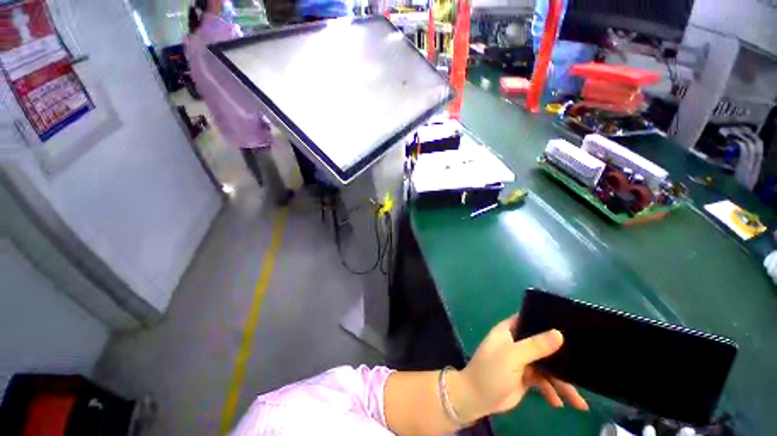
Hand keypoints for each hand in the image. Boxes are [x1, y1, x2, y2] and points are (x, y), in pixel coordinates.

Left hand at [447, 315, 588, 422]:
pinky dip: (552, 392)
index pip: (529, 320)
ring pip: (547, 366)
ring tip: (579, 401)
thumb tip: (559, 333)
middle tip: (585, 367)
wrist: (477, 398)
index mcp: (509, 331)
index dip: (547, 321)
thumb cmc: (491, 371)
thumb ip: (535, 346)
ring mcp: (522, 361)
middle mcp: (517, 343)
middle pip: (543, 345)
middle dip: (562, 358)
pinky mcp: (526, 377)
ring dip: (562, 383)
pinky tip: (559, 404)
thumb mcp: (512, 357)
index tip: (572, 326)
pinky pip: (544, 382)